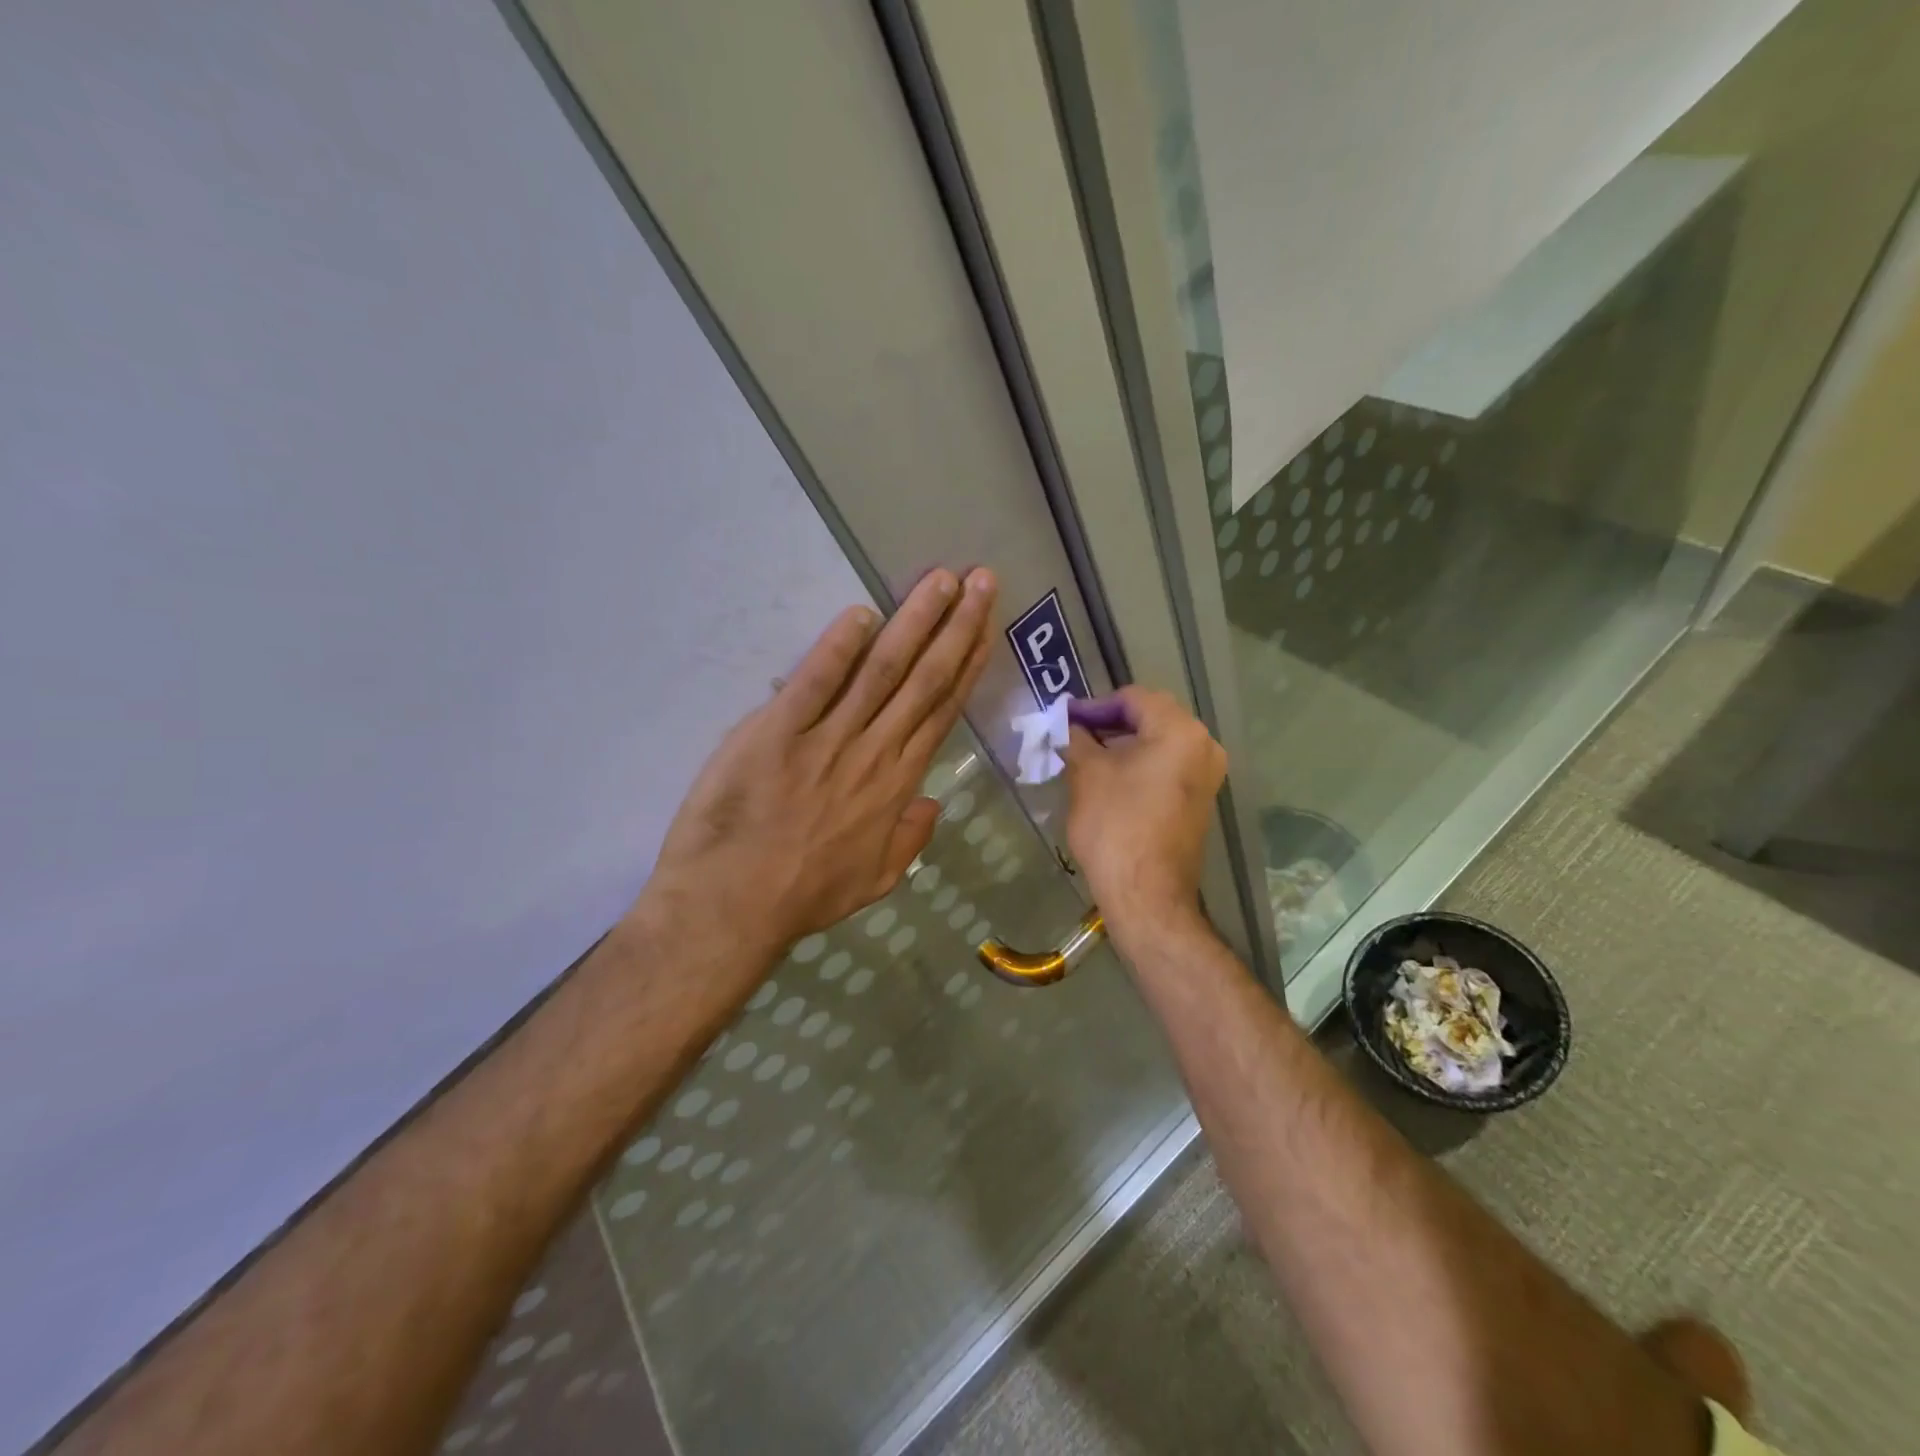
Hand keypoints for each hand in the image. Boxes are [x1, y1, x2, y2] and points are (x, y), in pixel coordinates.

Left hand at [642, 568, 997, 957]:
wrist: (732, 907)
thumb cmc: (804, 895)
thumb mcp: (875, 880)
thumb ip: (909, 840)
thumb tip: (932, 804)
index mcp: (897, 784)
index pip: (942, 710)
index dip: (967, 664)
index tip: (986, 626)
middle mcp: (873, 752)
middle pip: (924, 679)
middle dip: (956, 626)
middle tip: (980, 579)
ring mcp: (826, 740)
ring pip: (881, 671)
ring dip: (914, 623)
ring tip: (940, 581)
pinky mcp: (776, 733)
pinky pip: (814, 683)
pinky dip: (837, 647)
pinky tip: (861, 614)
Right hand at [1063, 686, 1224, 946]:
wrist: (1147, 894)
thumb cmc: (1116, 826)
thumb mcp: (1087, 774)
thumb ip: (1077, 738)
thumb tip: (1069, 725)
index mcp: (1180, 731)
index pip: (1133, 698)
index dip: (1094, 705)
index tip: (1065, 719)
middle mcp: (1204, 746)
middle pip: (1151, 717)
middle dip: (1109, 723)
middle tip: (1073, 734)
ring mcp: (1206, 776)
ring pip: (1159, 743)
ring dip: (1123, 744)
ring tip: (1085, 756)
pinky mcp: (1199, 801)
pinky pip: (1167, 767)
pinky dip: (1139, 764)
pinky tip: (1109, 778)